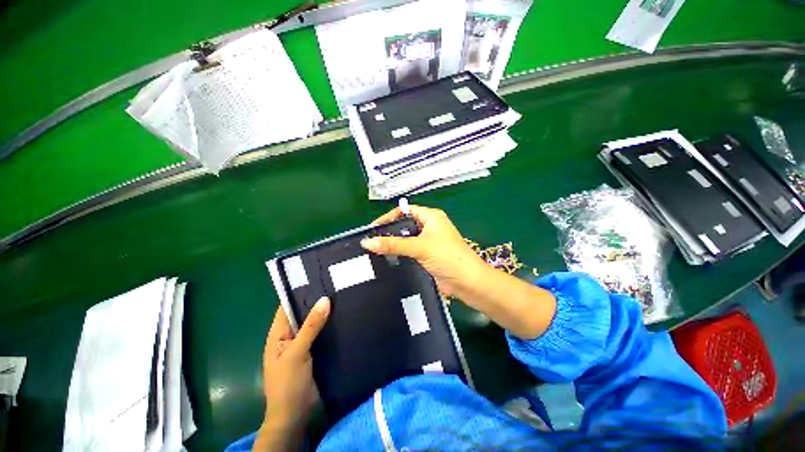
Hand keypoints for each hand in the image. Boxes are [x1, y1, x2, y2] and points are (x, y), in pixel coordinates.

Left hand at [256, 298, 329, 450]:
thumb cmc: (288, 384)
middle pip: (302, 313)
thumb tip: (325, 299)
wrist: (295, 414)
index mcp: (278, 334)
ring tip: (343, 294)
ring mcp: (303, 343)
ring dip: (325, 312)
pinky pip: (322, 333)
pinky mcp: (315, 350)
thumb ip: (310, 326)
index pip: (286, 306)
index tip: (317, 277)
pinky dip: (330, 324)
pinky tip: (343, 315)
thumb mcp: (297, 353)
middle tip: (335, 283)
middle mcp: (290, 335)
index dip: (299, 292)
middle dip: (316, 300)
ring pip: (314, 322)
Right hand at [362, 205, 555, 339]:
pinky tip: (388, 258)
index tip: (373, 228)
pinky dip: (400, 252)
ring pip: (407, 238)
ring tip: (375, 249)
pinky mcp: (428, 254)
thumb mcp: (419, 247)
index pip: (405, 210)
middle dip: (390, 231)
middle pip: (405, 224)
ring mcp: (429, 241)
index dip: (389, 216)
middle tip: (372, 240)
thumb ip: (394, 245)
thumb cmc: (447, 257)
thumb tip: (367, 242)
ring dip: (394, 243)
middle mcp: (430, 226)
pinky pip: (410, 249)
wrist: (468, 282)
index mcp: (431, 216)